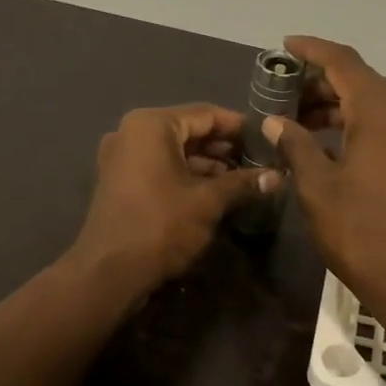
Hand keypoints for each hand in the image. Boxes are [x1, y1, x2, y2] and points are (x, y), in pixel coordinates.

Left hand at [66, 103, 278, 297]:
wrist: (109, 272)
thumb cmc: (161, 225)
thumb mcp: (208, 201)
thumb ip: (243, 183)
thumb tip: (277, 176)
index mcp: (151, 125)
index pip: (205, 113)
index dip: (238, 126)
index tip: (265, 138)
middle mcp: (131, 132)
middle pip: (188, 130)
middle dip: (222, 147)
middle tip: (257, 161)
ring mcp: (121, 156)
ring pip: (173, 150)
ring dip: (205, 163)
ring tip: (241, 179)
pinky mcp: (118, 180)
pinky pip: (158, 166)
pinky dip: (184, 174)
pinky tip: (213, 191)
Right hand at [264, 37, 385, 305]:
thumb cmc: (361, 232)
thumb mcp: (317, 187)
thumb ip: (296, 144)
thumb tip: (276, 121)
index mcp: (382, 112)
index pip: (344, 62)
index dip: (313, 50)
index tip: (285, 46)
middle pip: (361, 79)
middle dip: (321, 80)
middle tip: (282, 90)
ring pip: (373, 101)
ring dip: (337, 103)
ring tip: (297, 117)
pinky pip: (385, 122)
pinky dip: (355, 121)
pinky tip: (326, 139)